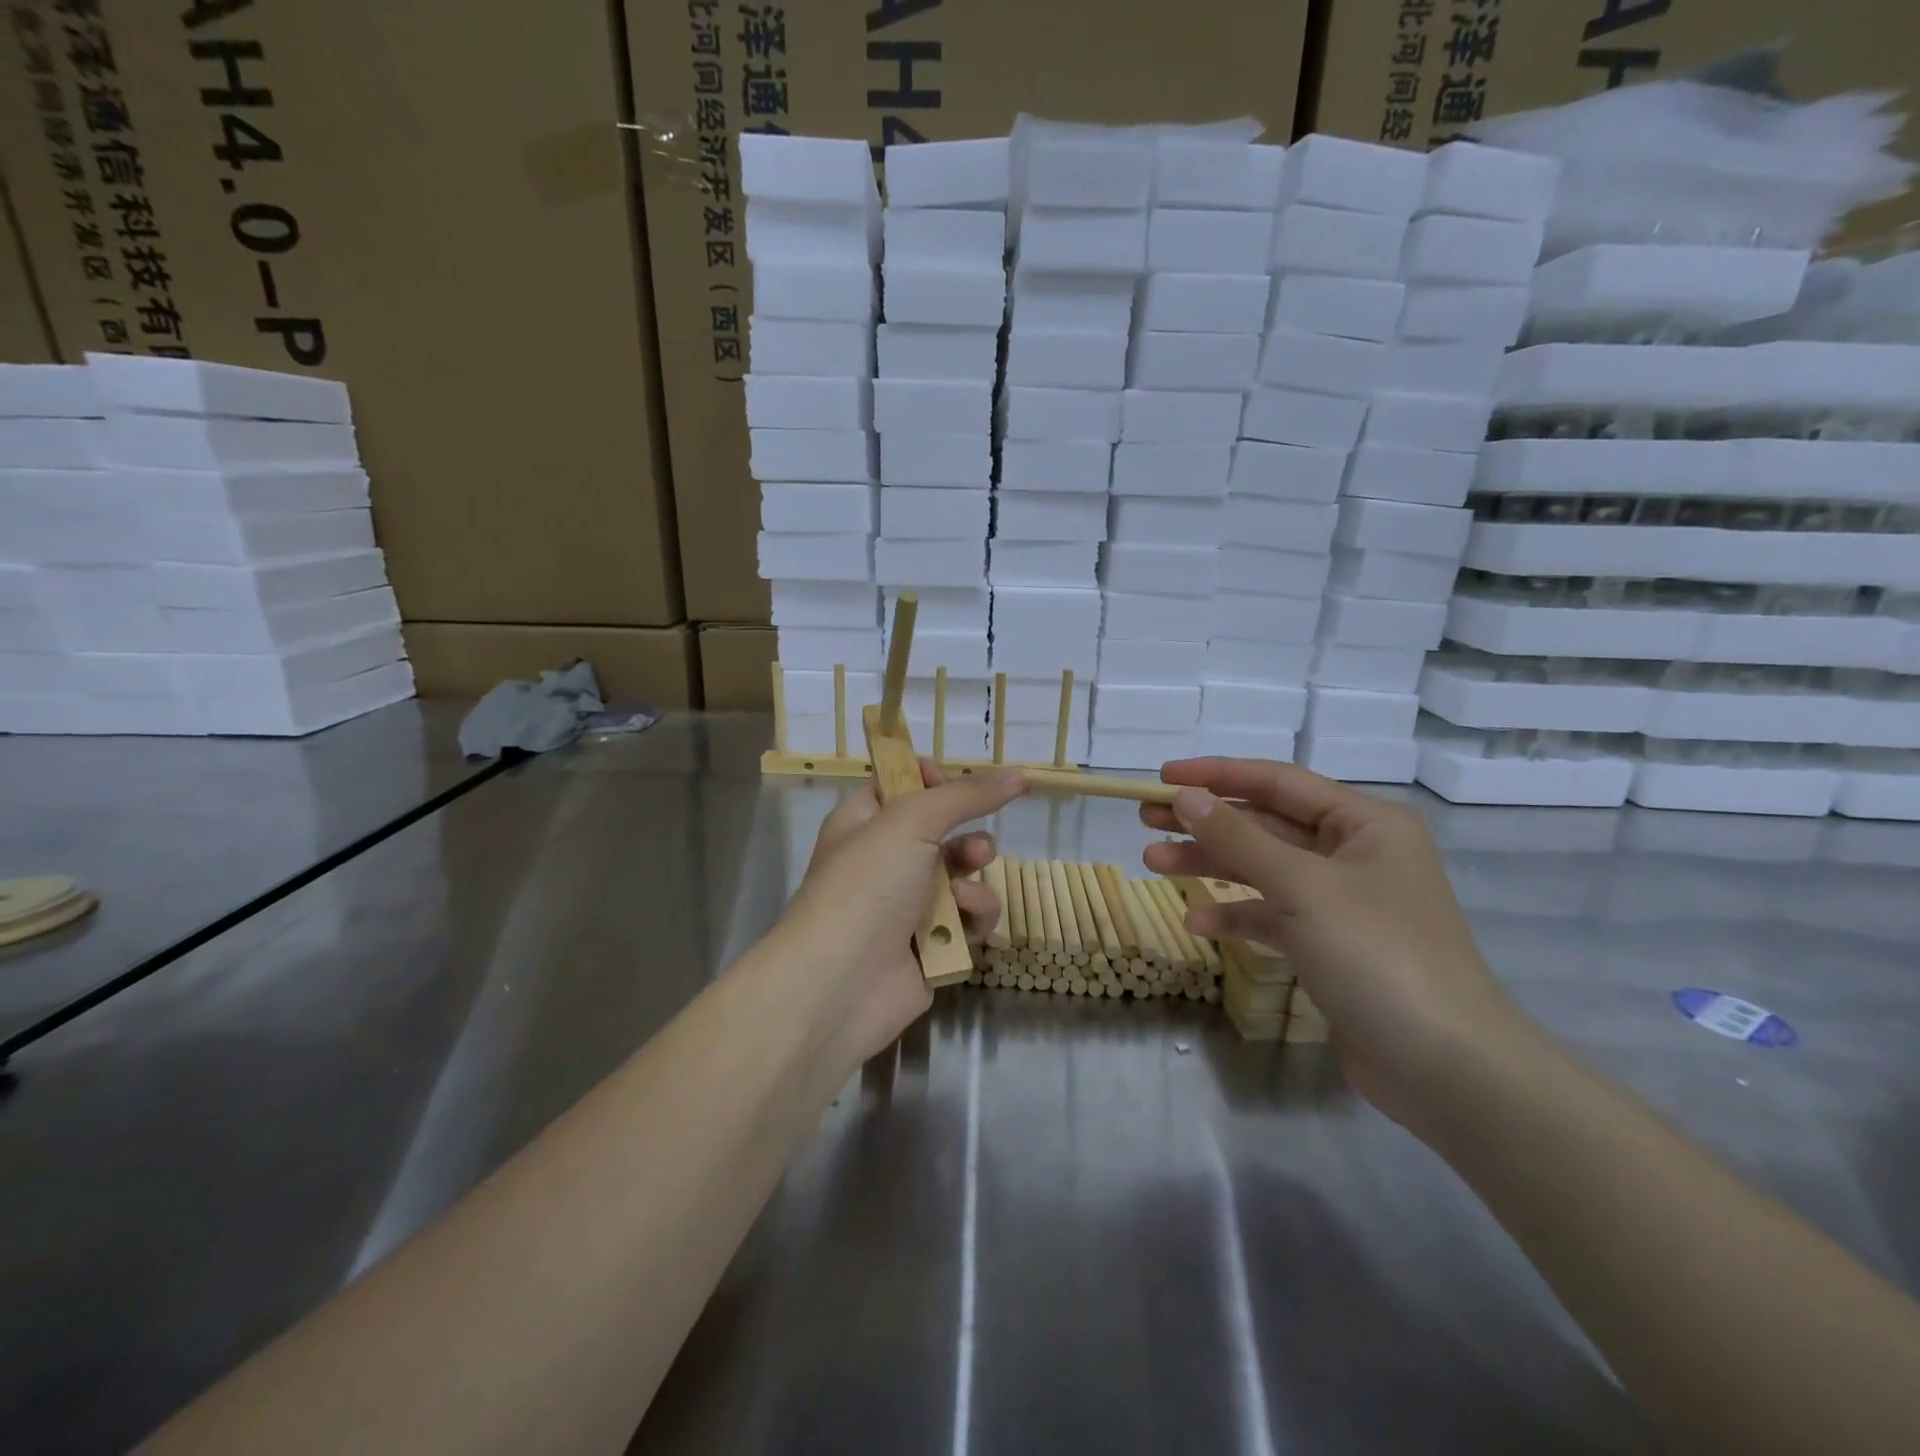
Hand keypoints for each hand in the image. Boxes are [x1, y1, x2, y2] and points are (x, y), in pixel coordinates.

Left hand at [774, 763, 1026, 1068]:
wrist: (841, 984)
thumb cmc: (867, 886)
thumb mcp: (912, 821)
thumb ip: (967, 795)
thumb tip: (1018, 775)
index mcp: (863, 822)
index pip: (899, 786)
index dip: (929, 781)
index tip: (952, 784)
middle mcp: (883, 861)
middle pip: (940, 832)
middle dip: (966, 836)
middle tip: (976, 848)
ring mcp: (906, 906)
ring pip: (961, 876)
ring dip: (973, 877)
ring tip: (968, 889)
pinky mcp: (930, 946)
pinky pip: (967, 919)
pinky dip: (973, 917)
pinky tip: (967, 924)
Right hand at [1141, 758, 1534, 1128]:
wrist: (1444, 1066)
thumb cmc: (1376, 954)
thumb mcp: (1302, 886)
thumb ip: (1239, 837)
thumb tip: (1185, 796)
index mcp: (1364, 824)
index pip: (1278, 782)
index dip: (1217, 775)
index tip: (1163, 775)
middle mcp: (1354, 854)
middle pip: (1265, 824)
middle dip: (1205, 822)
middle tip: (1145, 818)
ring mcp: (1342, 902)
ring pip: (1263, 869)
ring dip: (1210, 865)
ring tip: (1153, 862)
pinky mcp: (1330, 945)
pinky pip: (1272, 915)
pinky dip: (1235, 914)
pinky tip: (1196, 922)